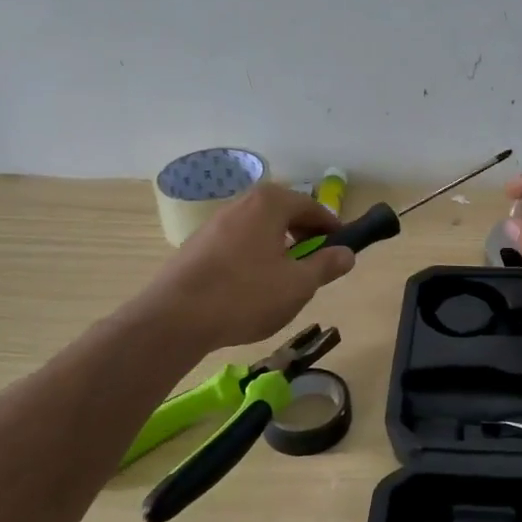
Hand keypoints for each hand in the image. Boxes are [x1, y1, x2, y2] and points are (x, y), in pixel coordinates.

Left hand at [137, 183, 354, 352]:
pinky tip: (252, 288)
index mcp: (270, 203)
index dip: (332, 229)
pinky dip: (254, 257)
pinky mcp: (197, 245)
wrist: (174, 318)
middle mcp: (242, 203)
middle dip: (304, 237)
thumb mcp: (298, 285)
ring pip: (260, 230)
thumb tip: (346, 253)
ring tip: (285, 280)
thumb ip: (325, 266)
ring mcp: (215, 223)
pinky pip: (238, 243)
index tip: (342, 250)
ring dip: (278, 248)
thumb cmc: (245, 295)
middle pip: (284, 214)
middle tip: (316, 266)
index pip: (312, 207)